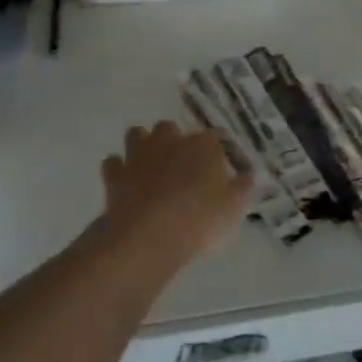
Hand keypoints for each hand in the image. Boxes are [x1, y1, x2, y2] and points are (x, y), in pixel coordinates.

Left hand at [96, 122, 251, 268]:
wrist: (151, 233)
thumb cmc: (200, 219)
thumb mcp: (232, 209)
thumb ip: (240, 189)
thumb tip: (248, 176)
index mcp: (202, 146)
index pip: (210, 139)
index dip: (211, 152)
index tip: (213, 168)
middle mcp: (169, 141)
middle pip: (169, 128)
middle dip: (172, 140)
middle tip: (179, 165)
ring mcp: (139, 155)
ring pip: (137, 135)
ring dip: (142, 145)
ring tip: (149, 165)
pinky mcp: (116, 173)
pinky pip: (113, 163)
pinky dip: (117, 169)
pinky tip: (124, 181)